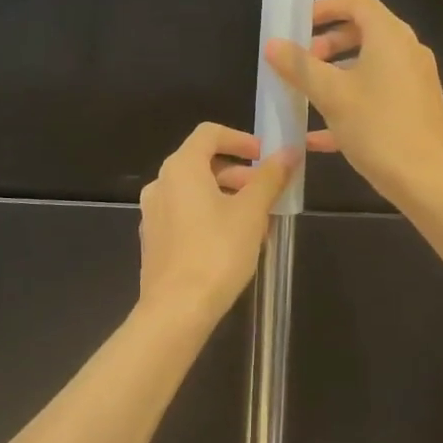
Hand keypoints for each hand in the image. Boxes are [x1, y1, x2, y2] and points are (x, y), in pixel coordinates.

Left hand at [136, 123, 299, 325]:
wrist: (176, 309)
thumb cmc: (217, 252)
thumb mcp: (251, 212)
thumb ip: (270, 178)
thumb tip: (289, 151)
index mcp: (181, 168)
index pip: (210, 133)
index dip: (241, 139)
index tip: (265, 156)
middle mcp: (160, 183)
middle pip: (202, 162)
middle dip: (239, 172)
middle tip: (267, 192)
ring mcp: (153, 213)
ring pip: (194, 191)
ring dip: (227, 196)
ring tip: (257, 221)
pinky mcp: (154, 239)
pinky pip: (184, 213)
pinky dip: (209, 215)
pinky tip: (233, 242)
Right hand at [264, 0, 442, 208]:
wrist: (429, 181)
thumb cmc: (378, 128)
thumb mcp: (331, 95)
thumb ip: (300, 66)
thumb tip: (273, 44)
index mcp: (390, 37)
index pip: (357, 2)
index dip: (325, 7)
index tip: (297, 26)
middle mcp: (407, 51)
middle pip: (363, 32)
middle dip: (327, 44)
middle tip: (300, 63)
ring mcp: (415, 81)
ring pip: (369, 65)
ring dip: (336, 74)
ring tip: (307, 95)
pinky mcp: (416, 108)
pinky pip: (378, 93)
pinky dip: (350, 100)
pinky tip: (318, 135)